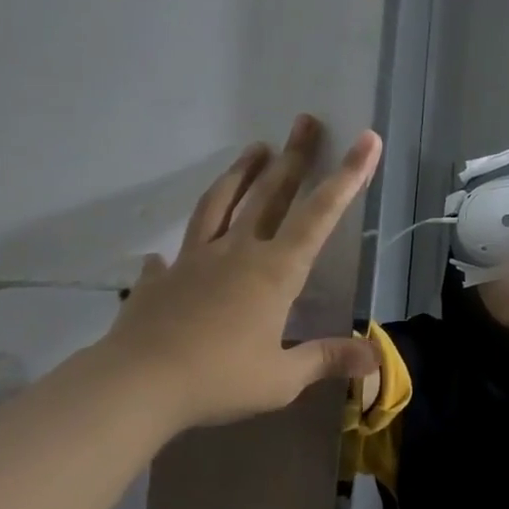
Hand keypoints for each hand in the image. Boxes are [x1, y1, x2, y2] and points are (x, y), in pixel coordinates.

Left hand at [98, 115, 382, 428]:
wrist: (133, 387)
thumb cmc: (218, 379)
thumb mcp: (282, 378)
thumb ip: (327, 359)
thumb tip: (375, 358)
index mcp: (275, 271)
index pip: (320, 214)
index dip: (348, 176)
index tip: (367, 140)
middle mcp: (238, 252)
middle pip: (271, 193)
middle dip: (294, 156)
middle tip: (306, 121)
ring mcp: (194, 260)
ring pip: (221, 204)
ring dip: (241, 173)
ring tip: (255, 148)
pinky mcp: (161, 279)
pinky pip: (174, 255)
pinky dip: (179, 249)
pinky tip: (168, 253)